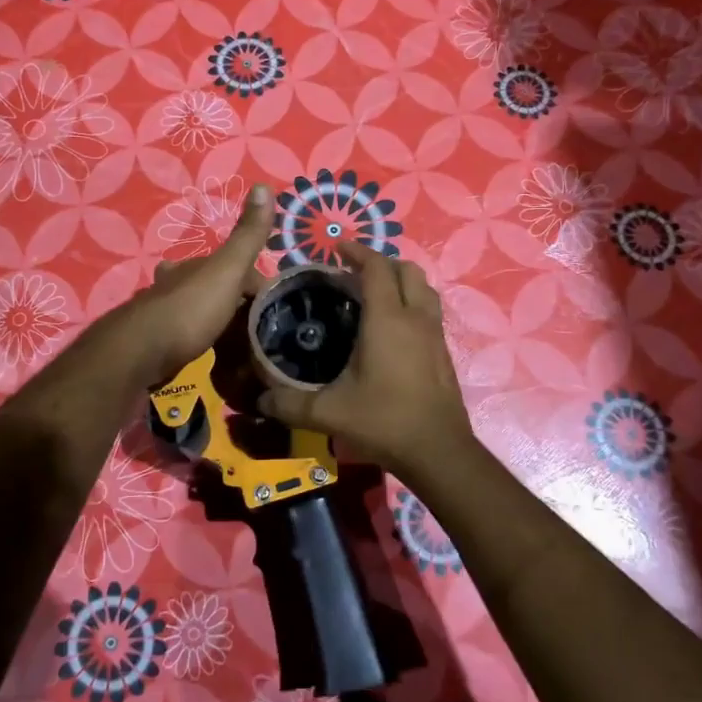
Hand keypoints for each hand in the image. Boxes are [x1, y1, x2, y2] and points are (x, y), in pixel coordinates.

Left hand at [117, 183, 275, 382]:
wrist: (142, 354)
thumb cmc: (190, 308)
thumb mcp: (227, 269)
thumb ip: (247, 236)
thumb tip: (264, 185)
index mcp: (196, 266)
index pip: (236, 267)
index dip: (258, 284)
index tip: (277, 308)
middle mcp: (177, 285)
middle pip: (214, 288)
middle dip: (234, 301)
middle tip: (261, 329)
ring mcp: (166, 316)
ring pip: (200, 313)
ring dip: (218, 322)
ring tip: (242, 346)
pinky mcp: (159, 346)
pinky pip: (190, 340)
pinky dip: (204, 343)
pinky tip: (213, 358)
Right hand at [256, 241, 475, 482]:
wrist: (438, 452)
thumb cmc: (383, 421)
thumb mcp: (329, 413)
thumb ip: (289, 403)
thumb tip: (258, 398)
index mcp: (387, 319)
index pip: (376, 267)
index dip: (357, 252)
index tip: (336, 250)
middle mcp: (415, 318)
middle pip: (407, 270)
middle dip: (381, 262)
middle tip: (354, 273)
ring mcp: (434, 335)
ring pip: (424, 289)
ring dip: (401, 281)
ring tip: (375, 294)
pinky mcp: (443, 352)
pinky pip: (429, 312)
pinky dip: (411, 305)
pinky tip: (392, 330)